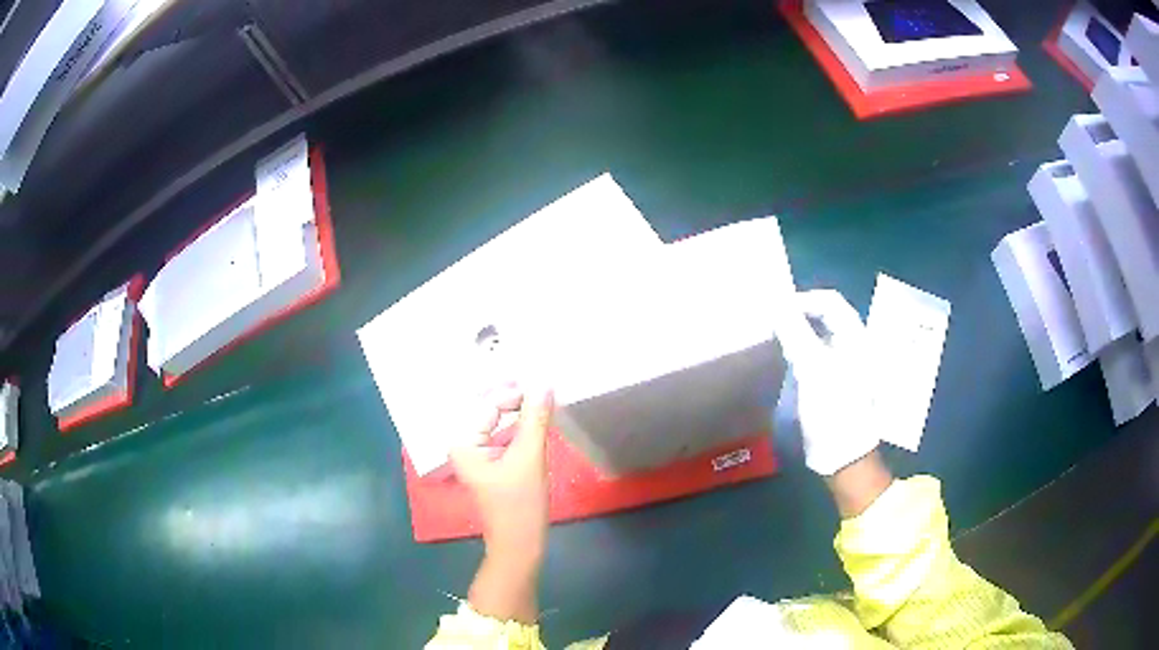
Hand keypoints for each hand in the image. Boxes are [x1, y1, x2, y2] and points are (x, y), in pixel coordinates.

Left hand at [450, 385, 553, 623]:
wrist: (520, 544)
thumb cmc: (520, 504)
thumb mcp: (530, 458)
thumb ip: (535, 418)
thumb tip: (544, 382)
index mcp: (463, 441)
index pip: (488, 403)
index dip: (514, 390)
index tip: (543, 381)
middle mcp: (463, 443)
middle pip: (488, 407)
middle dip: (512, 393)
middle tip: (542, 382)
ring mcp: (476, 452)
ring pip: (496, 418)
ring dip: (517, 406)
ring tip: (542, 394)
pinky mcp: (490, 460)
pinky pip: (502, 431)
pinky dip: (518, 421)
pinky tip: (535, 415)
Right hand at [774, 290, 879, 475]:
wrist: (843, 455)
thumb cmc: (833, 408)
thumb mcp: (813, 368)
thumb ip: (796, 332)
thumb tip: (776, 303)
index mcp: (856, 337)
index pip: (830, 301)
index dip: (803, 300)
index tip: (775, 310)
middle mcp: (852, 345)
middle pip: (825, 316)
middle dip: (798, 314)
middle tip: (770, 321)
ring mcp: (843, 364)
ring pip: (818, 335)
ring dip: (796, 332)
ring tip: (772, 337)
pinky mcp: (832, 381)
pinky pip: (814, 355)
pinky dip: (798, 350)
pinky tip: (782, 359)